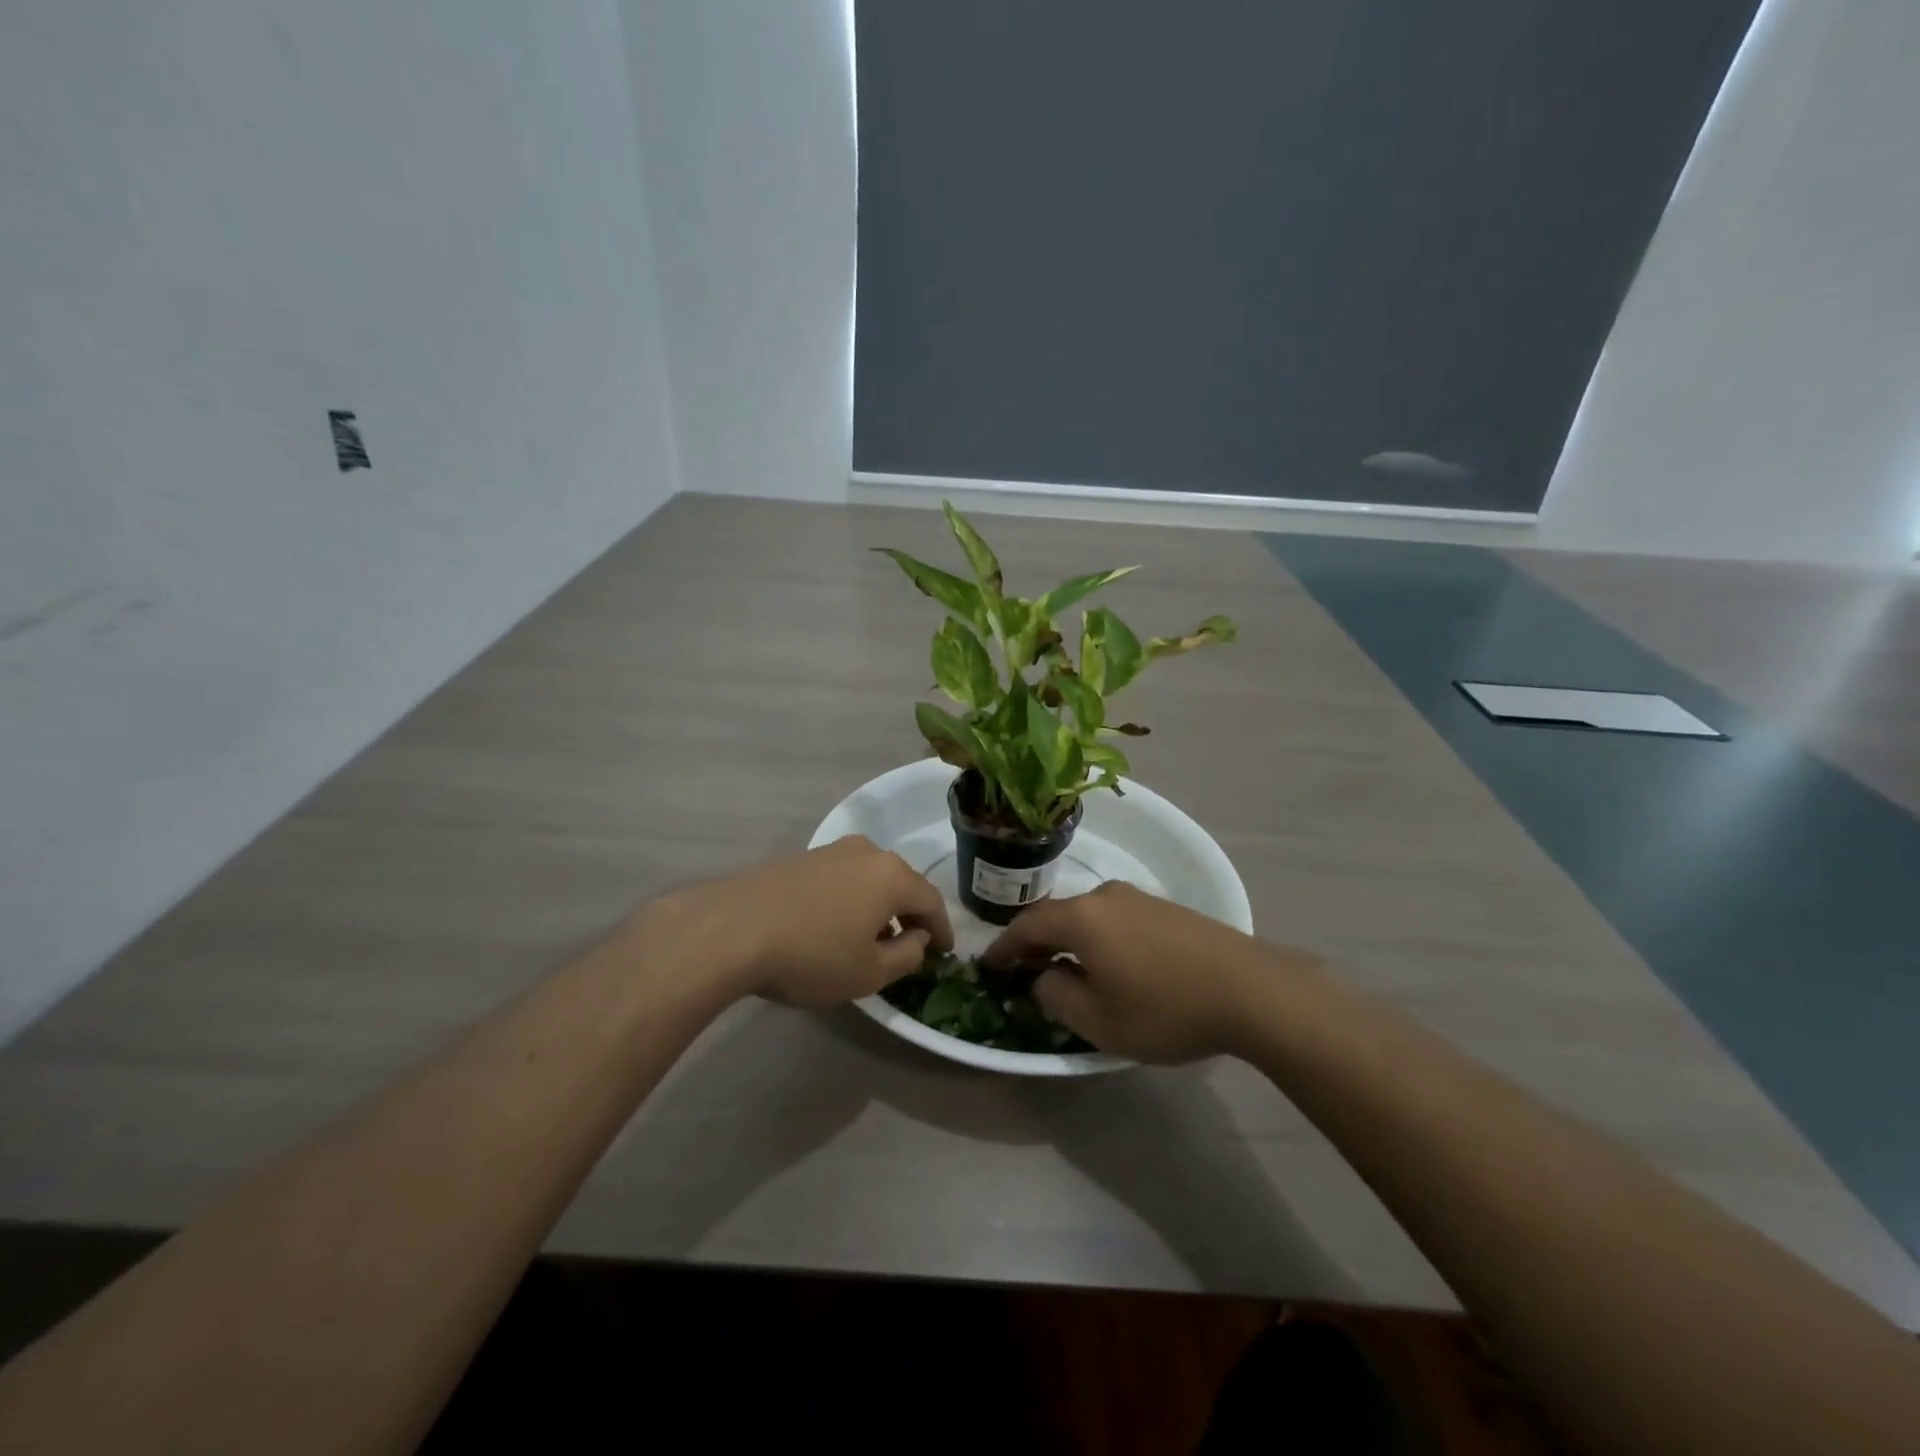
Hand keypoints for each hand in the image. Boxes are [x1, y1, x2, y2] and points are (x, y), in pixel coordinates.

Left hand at [651, 837, 952, 1008]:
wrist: (732, 928)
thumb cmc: (812, 954)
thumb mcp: (869, 973)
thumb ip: (907, 956)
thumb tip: (917, 940)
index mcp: (892, 875)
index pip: (932, 901)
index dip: (943, 929)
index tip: (946, 952)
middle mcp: (867, 853)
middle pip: (901, 883)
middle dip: (910, 914)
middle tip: (912, 943)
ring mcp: (830, 850)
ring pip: (870, 878)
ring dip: (878, 906)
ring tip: (872, 936)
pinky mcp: (800, 858)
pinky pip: (842, 878)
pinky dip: (851, 899)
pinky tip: (836, 924)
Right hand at [983, 882, 1311, 1062]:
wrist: (1252, 990)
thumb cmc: (1165, 1008)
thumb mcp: (1099, 1020)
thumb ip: (1056, 997)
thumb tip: (1042, 978)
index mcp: (1082, 917)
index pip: (1027, 925)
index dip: (1003, 947)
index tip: (987, 965)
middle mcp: (1106, 896)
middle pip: (1058, 915)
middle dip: (1036, 943)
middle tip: (1023, 970)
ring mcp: (1139, 898)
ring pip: (1088, 916)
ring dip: (1069, 940)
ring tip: (1066, 969)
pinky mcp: (1166, 908)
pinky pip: (1115, 919)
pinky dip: (1099, 938)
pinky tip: (1110, 963)